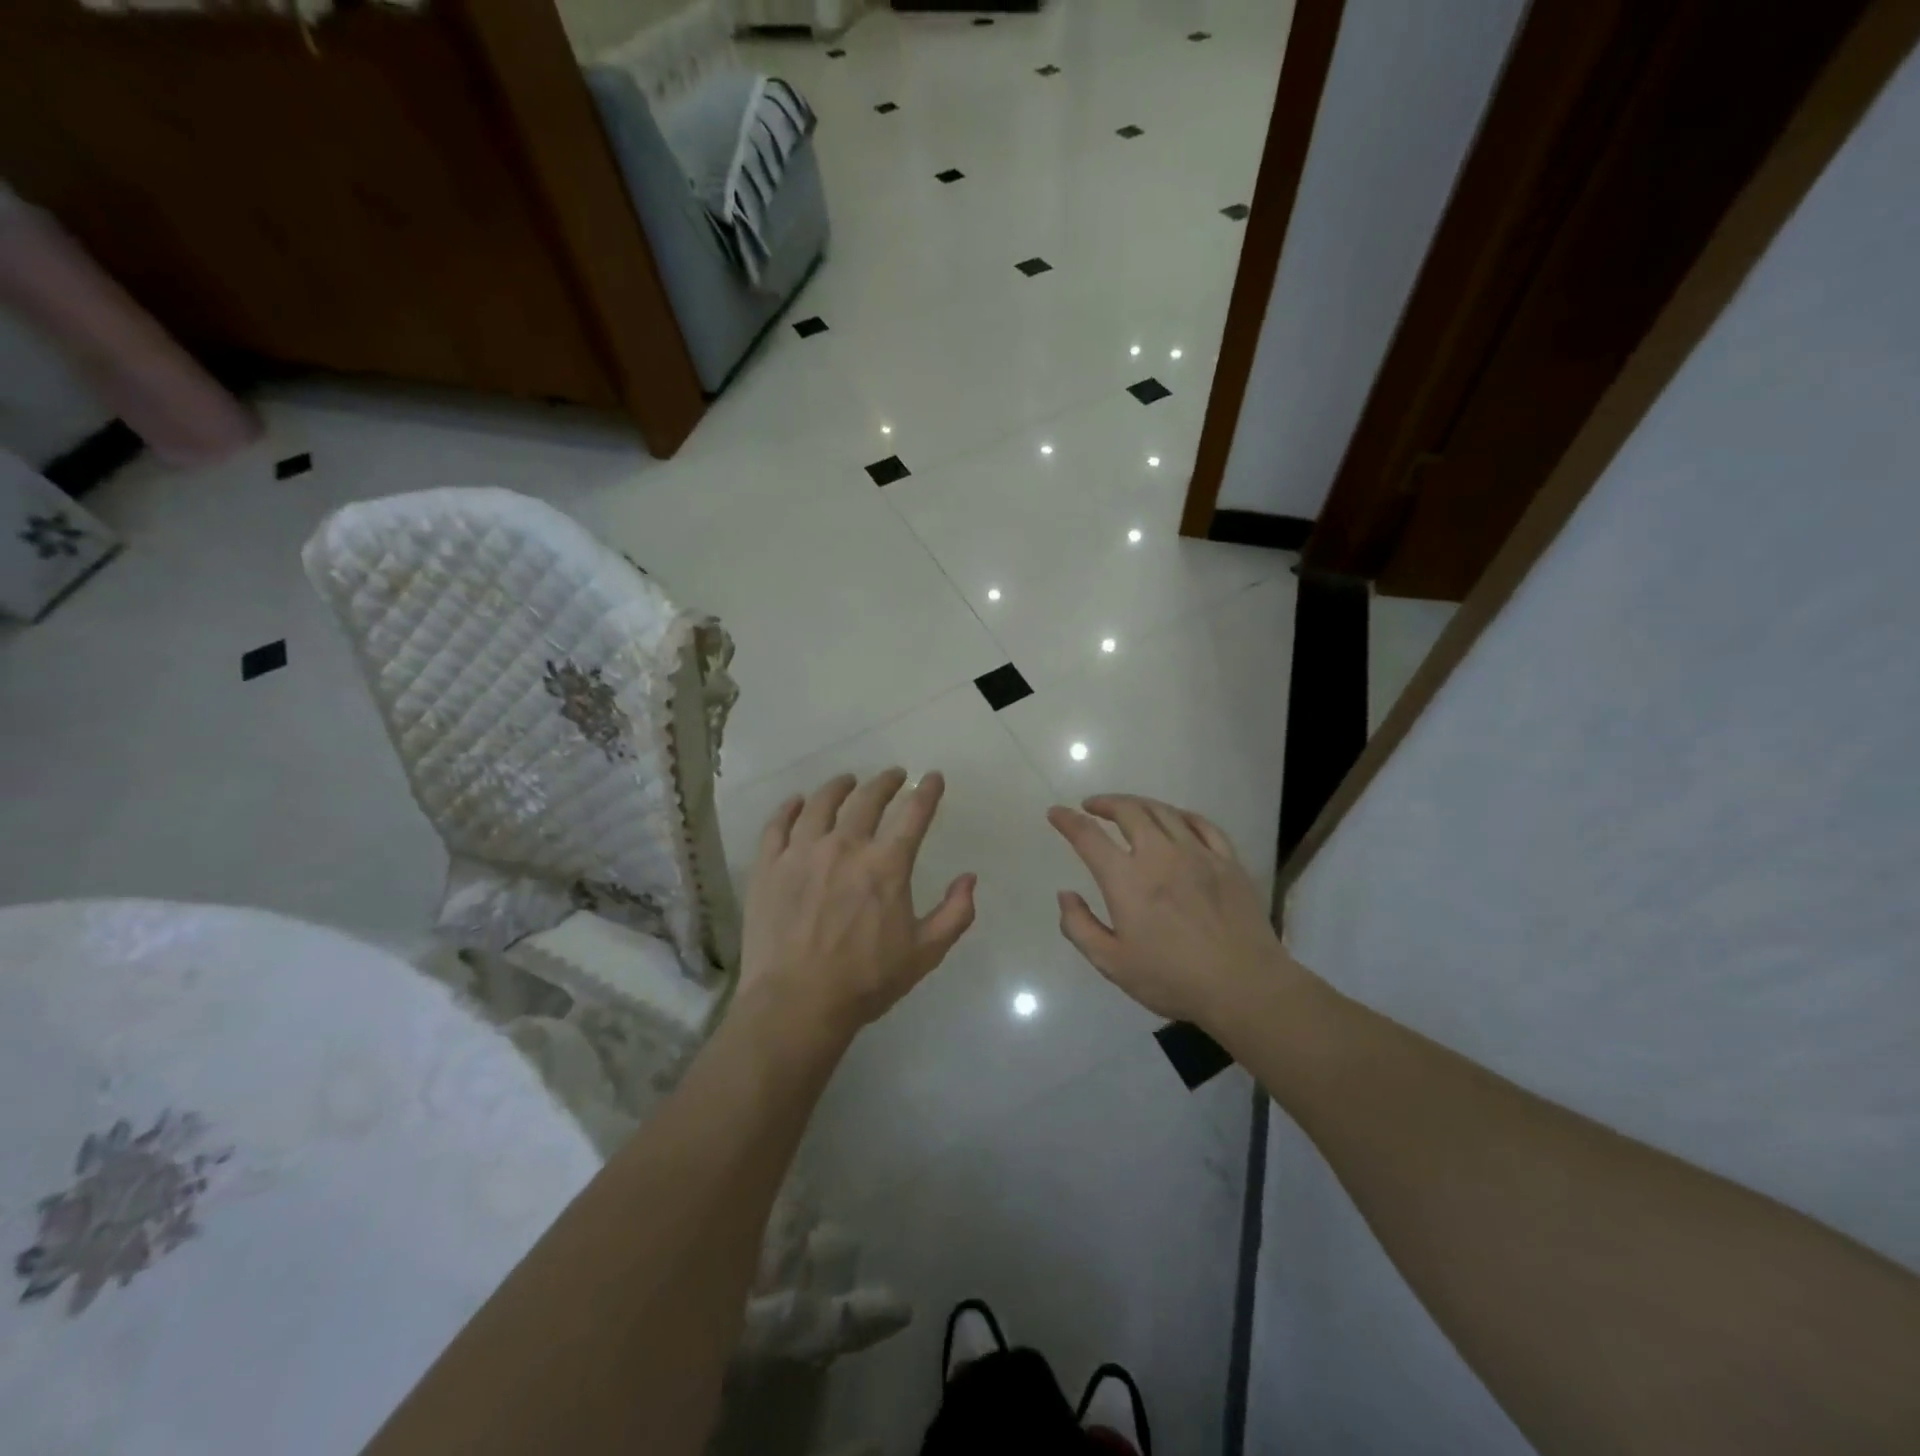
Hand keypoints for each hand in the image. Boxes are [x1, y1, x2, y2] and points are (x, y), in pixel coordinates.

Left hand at [740, 770, 976, 1041]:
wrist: (796, 1003)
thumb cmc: (865, 980)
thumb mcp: (924, 953)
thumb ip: (954, 913)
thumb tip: (970, 878)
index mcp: (885, 865)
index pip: (913, 814)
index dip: (927, 792)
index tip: (934, 777)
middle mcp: (845, 846)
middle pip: (867, 799)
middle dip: (885, 782)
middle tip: (893, 775)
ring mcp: (802, 853)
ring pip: (821, 803)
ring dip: (839, 787)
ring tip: (847, 781)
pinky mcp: (769, 866)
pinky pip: (778, 825)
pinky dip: (790, 808)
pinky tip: (797, 803)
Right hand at [1048, 795, 1297, 1029]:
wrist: (1244, 986)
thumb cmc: (1172, 978)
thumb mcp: (1112, 963)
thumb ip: (1080, 927)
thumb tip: (1065, 894)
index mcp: (1127, 879)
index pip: (1088, 836)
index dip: (1068, 820)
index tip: (1056, 813)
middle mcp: (1159, 855)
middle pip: (1128, 811)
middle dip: (1105, 803)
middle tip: (1092, 806)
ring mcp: (1198, 853)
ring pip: (1163, 811)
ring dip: (1139, 804)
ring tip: (1128, 808)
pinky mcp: (1227, 860)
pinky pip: (1201, 824)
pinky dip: (1180, 815)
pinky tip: (1175, 819)